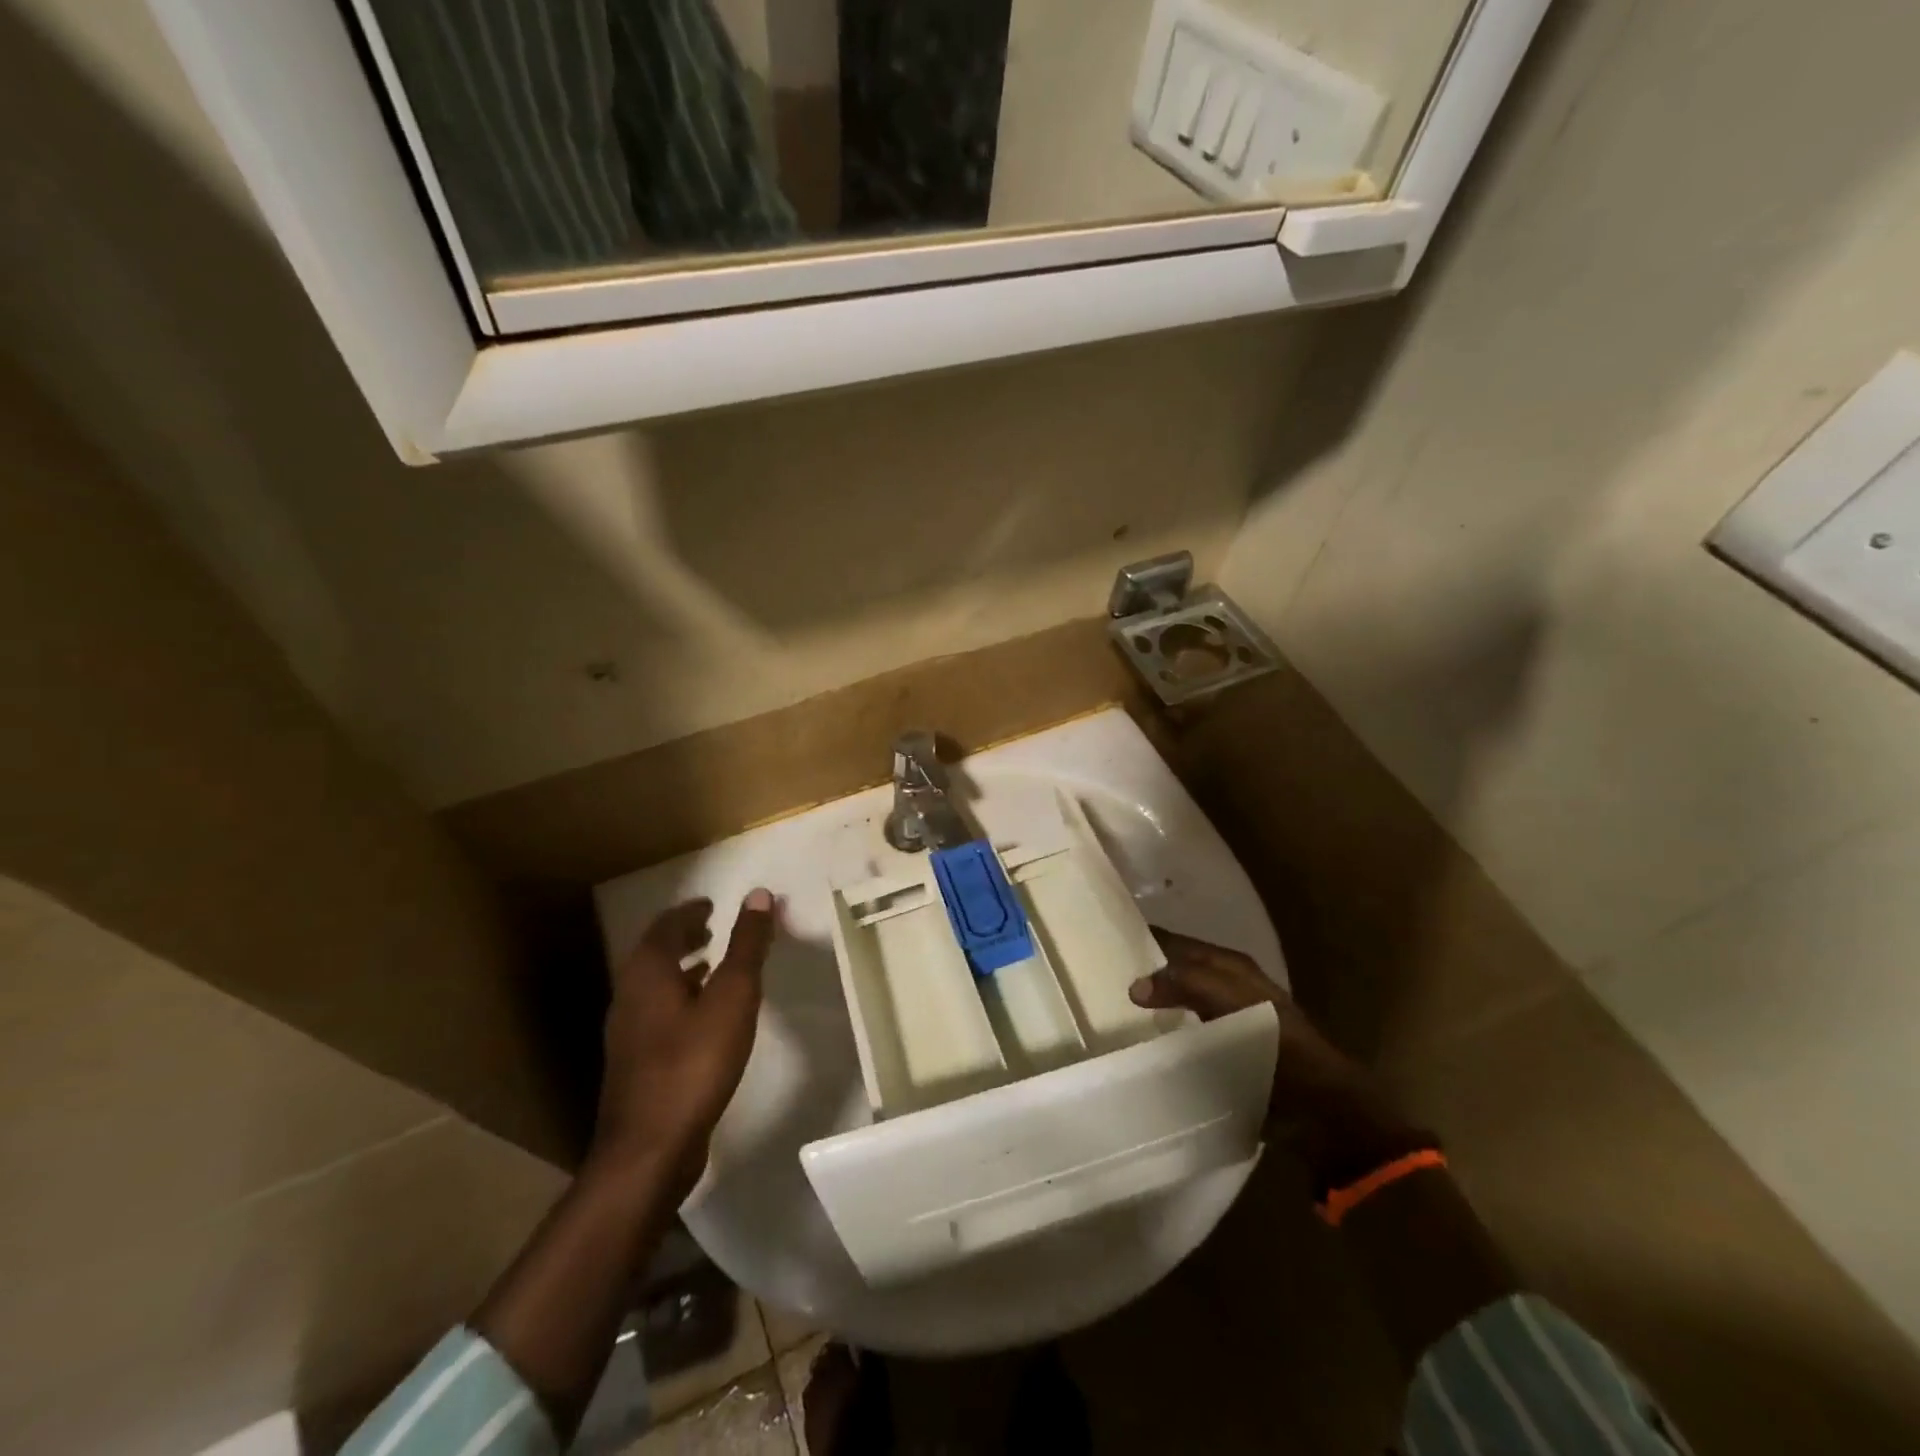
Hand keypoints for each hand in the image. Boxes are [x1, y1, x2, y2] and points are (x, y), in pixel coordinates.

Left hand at [589, 890, 775, 1199]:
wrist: (648, 1149)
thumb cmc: (694, 1063)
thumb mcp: (733, 997)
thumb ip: (746, 945)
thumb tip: (758, 895)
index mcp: (648, 972)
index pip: (666, 925)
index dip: (690, 911)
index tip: (712, 904)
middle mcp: (629, 994)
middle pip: (655, 952)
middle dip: (683, 935)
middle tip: (711, 926)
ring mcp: (627, 1031)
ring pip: (654, 984)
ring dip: (681, 967)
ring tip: (711, 963)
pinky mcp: (635, 1061)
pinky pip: (657, 1011)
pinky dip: (679, 997)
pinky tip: (702, 1015)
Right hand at [1131, 927, 1431, 1190]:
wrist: (1317, 1106)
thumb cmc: (1275, 1041)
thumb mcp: (1228, 999)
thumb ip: (1183, 982)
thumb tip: (1134, 985)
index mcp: (1229, 965)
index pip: (1177, 942)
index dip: (1145, 940)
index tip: (1103, 944)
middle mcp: (1227, 986)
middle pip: (1176, 971)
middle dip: (1144, 972)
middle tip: (1100, 981)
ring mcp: (1227, 1020)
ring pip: (1178, 1002)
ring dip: (1152, 1004)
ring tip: (1112, 1012)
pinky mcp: (1226, 1053)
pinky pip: (1185, 1034)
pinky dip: (1164, 1033)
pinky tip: (1142, 1043)